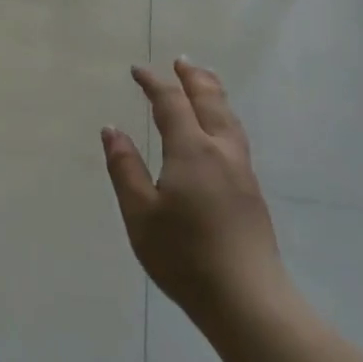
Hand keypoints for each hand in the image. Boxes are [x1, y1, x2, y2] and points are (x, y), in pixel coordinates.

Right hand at [101, 59, 285, 328]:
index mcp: (192, 151)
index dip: (154, 83)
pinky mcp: (251, 192)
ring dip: (214, 95)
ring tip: (204, 84)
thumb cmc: (184, 256)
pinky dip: (222, 117)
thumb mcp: (140, 213)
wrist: (246, 299)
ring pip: (230, 119)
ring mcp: (242, 172)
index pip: (172, 103)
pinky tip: (217, 131)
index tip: (138, 70)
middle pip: (211, 102)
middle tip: (181, 62)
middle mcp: (221, 152)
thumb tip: (111, 130)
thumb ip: (124, 168)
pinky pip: (236, 137)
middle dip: (194, 79)